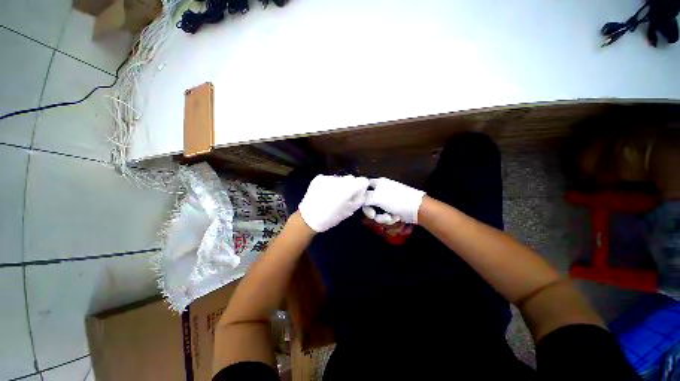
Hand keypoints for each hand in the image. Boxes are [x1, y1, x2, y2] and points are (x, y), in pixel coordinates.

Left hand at [298, 175, 369, 231]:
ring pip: (340, 178)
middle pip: (351, 178)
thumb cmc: (331, 217)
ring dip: (341, 185)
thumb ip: (359, 199)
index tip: (359, 194)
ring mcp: (328, 177)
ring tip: (334, 196)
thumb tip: (362, 192)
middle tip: (346, 197)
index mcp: (348, 188)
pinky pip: (330, 179)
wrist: (308, 218)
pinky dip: (331, 184)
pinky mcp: (319, 178)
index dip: (362, 187)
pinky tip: (325, 193)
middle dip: (351, 186)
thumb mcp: (349, 211)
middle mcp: (339, 179)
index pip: (363, 180)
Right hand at [363, 177, 425, 223]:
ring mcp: (388, 201)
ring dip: (382, 218)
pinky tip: (396, 218)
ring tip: (391, 218)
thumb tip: (358, 199)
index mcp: (378, 183)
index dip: (361, 196)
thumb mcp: (376, 197)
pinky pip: (385, 215)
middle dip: (373, 212)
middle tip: (374, 215)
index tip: (361, 205)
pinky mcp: (393, 209)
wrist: (417, 209)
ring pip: (377, 212)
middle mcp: (381, 191)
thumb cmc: (395, 200)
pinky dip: (390, 219)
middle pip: (369, 203)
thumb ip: (364, 198)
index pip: (364, 187)